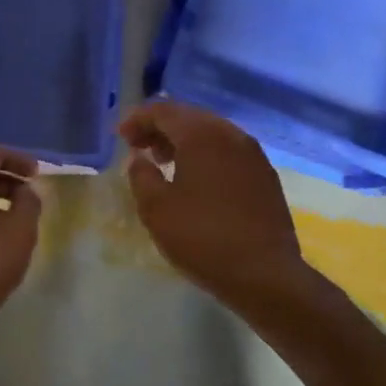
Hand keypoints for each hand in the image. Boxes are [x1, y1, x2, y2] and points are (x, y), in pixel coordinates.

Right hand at [120, 102, 304, 300]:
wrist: (265, 274)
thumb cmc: (202, 237)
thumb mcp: (155, 208)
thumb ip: (140, 175)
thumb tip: (140, 159)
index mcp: (201, 135)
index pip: (163, 111)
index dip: (137, 120)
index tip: (121, 138)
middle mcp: (230, 135)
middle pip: (189, 116)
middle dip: (160, 127)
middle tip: (139, 147)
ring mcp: (253, 154)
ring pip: (211, 133)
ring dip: (183, 141)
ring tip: (164, 163)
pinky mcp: (265, 176)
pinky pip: (228, 151)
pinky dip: (205, 155)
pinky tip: (195, 180)